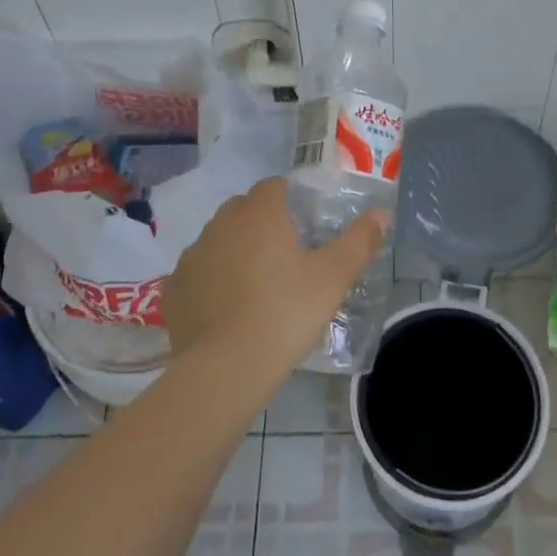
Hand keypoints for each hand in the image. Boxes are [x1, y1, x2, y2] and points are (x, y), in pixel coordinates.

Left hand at [163, 176, 387, 379]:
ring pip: (220, 240)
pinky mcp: (175, 287)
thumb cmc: (286, 313)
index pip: (274, 187)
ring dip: (236, 251)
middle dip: (263, 224)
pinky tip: (229, 309)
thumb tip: (382, 213)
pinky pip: (199, 272)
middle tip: (287, 257)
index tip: (306, 226)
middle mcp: (221, 223)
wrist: (226, 368)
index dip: (291, 200)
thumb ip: (359, 241)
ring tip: (258, 286)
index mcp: (259, 213)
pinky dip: (213, 280)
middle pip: (245, 210)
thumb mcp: (333, 277)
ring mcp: (193, 255)